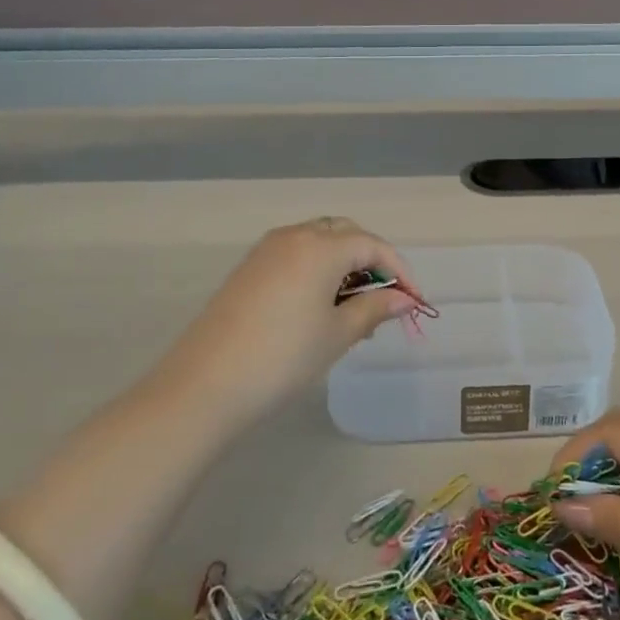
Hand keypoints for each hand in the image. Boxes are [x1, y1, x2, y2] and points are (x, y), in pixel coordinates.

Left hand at [155, 218, 418, 424]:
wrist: (205, 385)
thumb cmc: (284, 357)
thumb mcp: (338, 334)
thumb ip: (375, 308)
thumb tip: (404, 299)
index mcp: (321, 246)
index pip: (373, 245)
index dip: (400, 270)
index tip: (415, 302)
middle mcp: (294, 236)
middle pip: (345, 234)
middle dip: (372, 261)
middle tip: (385, 300)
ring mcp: (266, 251)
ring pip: (319, 242)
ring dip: (344, 265)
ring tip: (354, 309)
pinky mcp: (248, 269)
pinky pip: (295, 256)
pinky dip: (317, 270)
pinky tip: (320, 308)